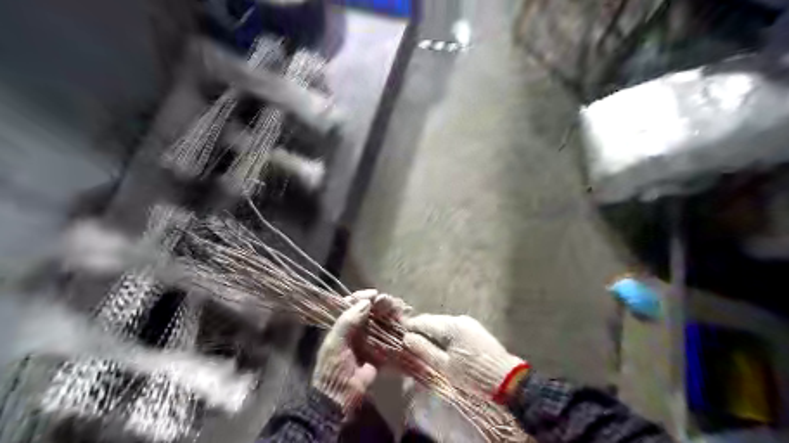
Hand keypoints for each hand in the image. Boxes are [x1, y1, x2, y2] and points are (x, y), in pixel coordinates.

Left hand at [312, 290, 406, 413]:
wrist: (339, 398)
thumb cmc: (333, 368)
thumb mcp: (335, 343)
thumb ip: (348, 321)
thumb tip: (366, 301)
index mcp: (343, 325)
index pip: (352, 304)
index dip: (362, 297)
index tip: (373, 295)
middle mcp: (357, 329)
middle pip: (370, 311)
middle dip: (380, 304)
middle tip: (387, 302)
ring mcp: (370, 340)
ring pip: (382, 321)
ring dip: (390, 313)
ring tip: (397, 309)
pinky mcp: (381, 352)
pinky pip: (390, 337)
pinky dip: (398, 329)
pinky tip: (404, 322)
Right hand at [407, 314, 522, 396]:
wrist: (507, 379)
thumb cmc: (473, 375)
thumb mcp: (445, 366)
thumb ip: (424, 350)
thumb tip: (407, 337)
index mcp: (450, 326)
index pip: (423, 321)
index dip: (410, 327)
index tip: (399, 334)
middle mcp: (459, 318)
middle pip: (433, 320)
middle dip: (421, 329)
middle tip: (410, 342)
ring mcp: (469, 322)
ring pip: (443, 323)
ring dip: (433, 332)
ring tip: (424, 345)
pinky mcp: (475, 328)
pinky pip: (454, 327)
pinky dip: (444, 334)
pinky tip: (442, 345)